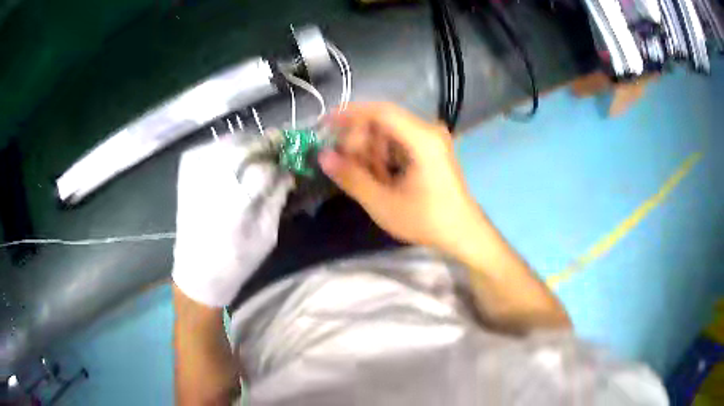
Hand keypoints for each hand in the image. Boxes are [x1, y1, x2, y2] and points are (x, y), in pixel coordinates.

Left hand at [172, 139, 292, 306]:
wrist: (196, 271)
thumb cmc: (236, 260)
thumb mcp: (267, 236)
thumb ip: (277, 198)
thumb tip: (287, 170)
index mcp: (233, 205)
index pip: (262, 167)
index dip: (280, 159)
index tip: (291, 159)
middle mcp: (210, 182)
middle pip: (243, 145)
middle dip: (265, 145)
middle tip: (277, 151)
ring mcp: (194, 171)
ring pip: (228, 140)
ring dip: (248, 144)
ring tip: (257, 157)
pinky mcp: (186, 169)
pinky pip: (212, 145)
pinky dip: (228, 147)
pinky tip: (235, 162)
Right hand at [318, 103, 483, 252]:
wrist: (463, 233)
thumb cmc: (426, 220)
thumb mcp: (383, 203)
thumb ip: (351, 177)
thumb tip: (323, 157)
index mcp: (422, 139)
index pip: (380, 112)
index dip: (349, 113)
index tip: (325, 123)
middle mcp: (428, 131)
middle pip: (383, 121)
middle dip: (359, 138)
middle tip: (343, 162)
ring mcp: (432, 139)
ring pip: (389, 132)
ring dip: (370, 149)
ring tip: (362, 175)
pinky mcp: (431, 149)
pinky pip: (399, 142)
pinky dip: (383, 155)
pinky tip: (379, 176)